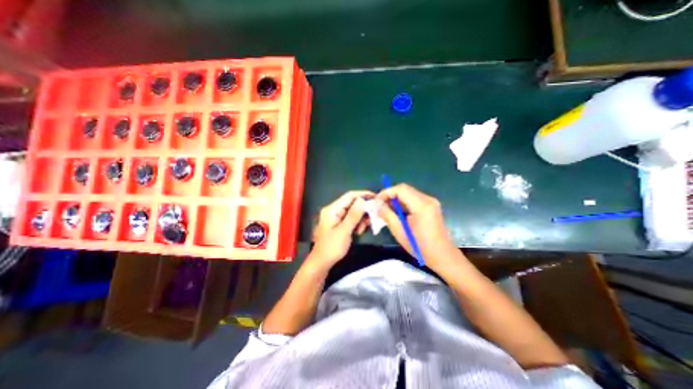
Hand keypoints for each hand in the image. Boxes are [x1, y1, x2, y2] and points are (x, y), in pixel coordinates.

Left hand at [308, 189, 372, 268]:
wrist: (321, 263)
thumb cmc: (331, 247)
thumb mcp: (344, 231)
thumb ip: (354, 215)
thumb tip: (363, 200)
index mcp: (332, 209)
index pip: (349, 196)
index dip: (363, 194)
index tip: (376, 197)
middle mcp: (334, 210)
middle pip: (352, 203)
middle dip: (363, 210)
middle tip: (372, 217)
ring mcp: (336, 217)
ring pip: (353, 212)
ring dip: (360, 218)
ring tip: (362, 229)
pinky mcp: (339, 224)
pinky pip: (351, 219)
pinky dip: (357, 223)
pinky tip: (358, 231)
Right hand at [378, 184, 458, 269]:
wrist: (442, 256)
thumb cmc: (420, 247)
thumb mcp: (400, 232)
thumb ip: (387, 215)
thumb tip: (378, 205)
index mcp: (421, 206)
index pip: (400, 189)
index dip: (386, 192)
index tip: (376, 202)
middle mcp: (428, 199)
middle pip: (405, 189)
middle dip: (390, 195)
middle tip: (380, 205)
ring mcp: (431, 202)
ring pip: (408, 193)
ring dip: (396, 199)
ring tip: (386, 209)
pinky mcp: (431, 206)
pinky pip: (413, 198)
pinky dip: (403, 202)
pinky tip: (397, 212)